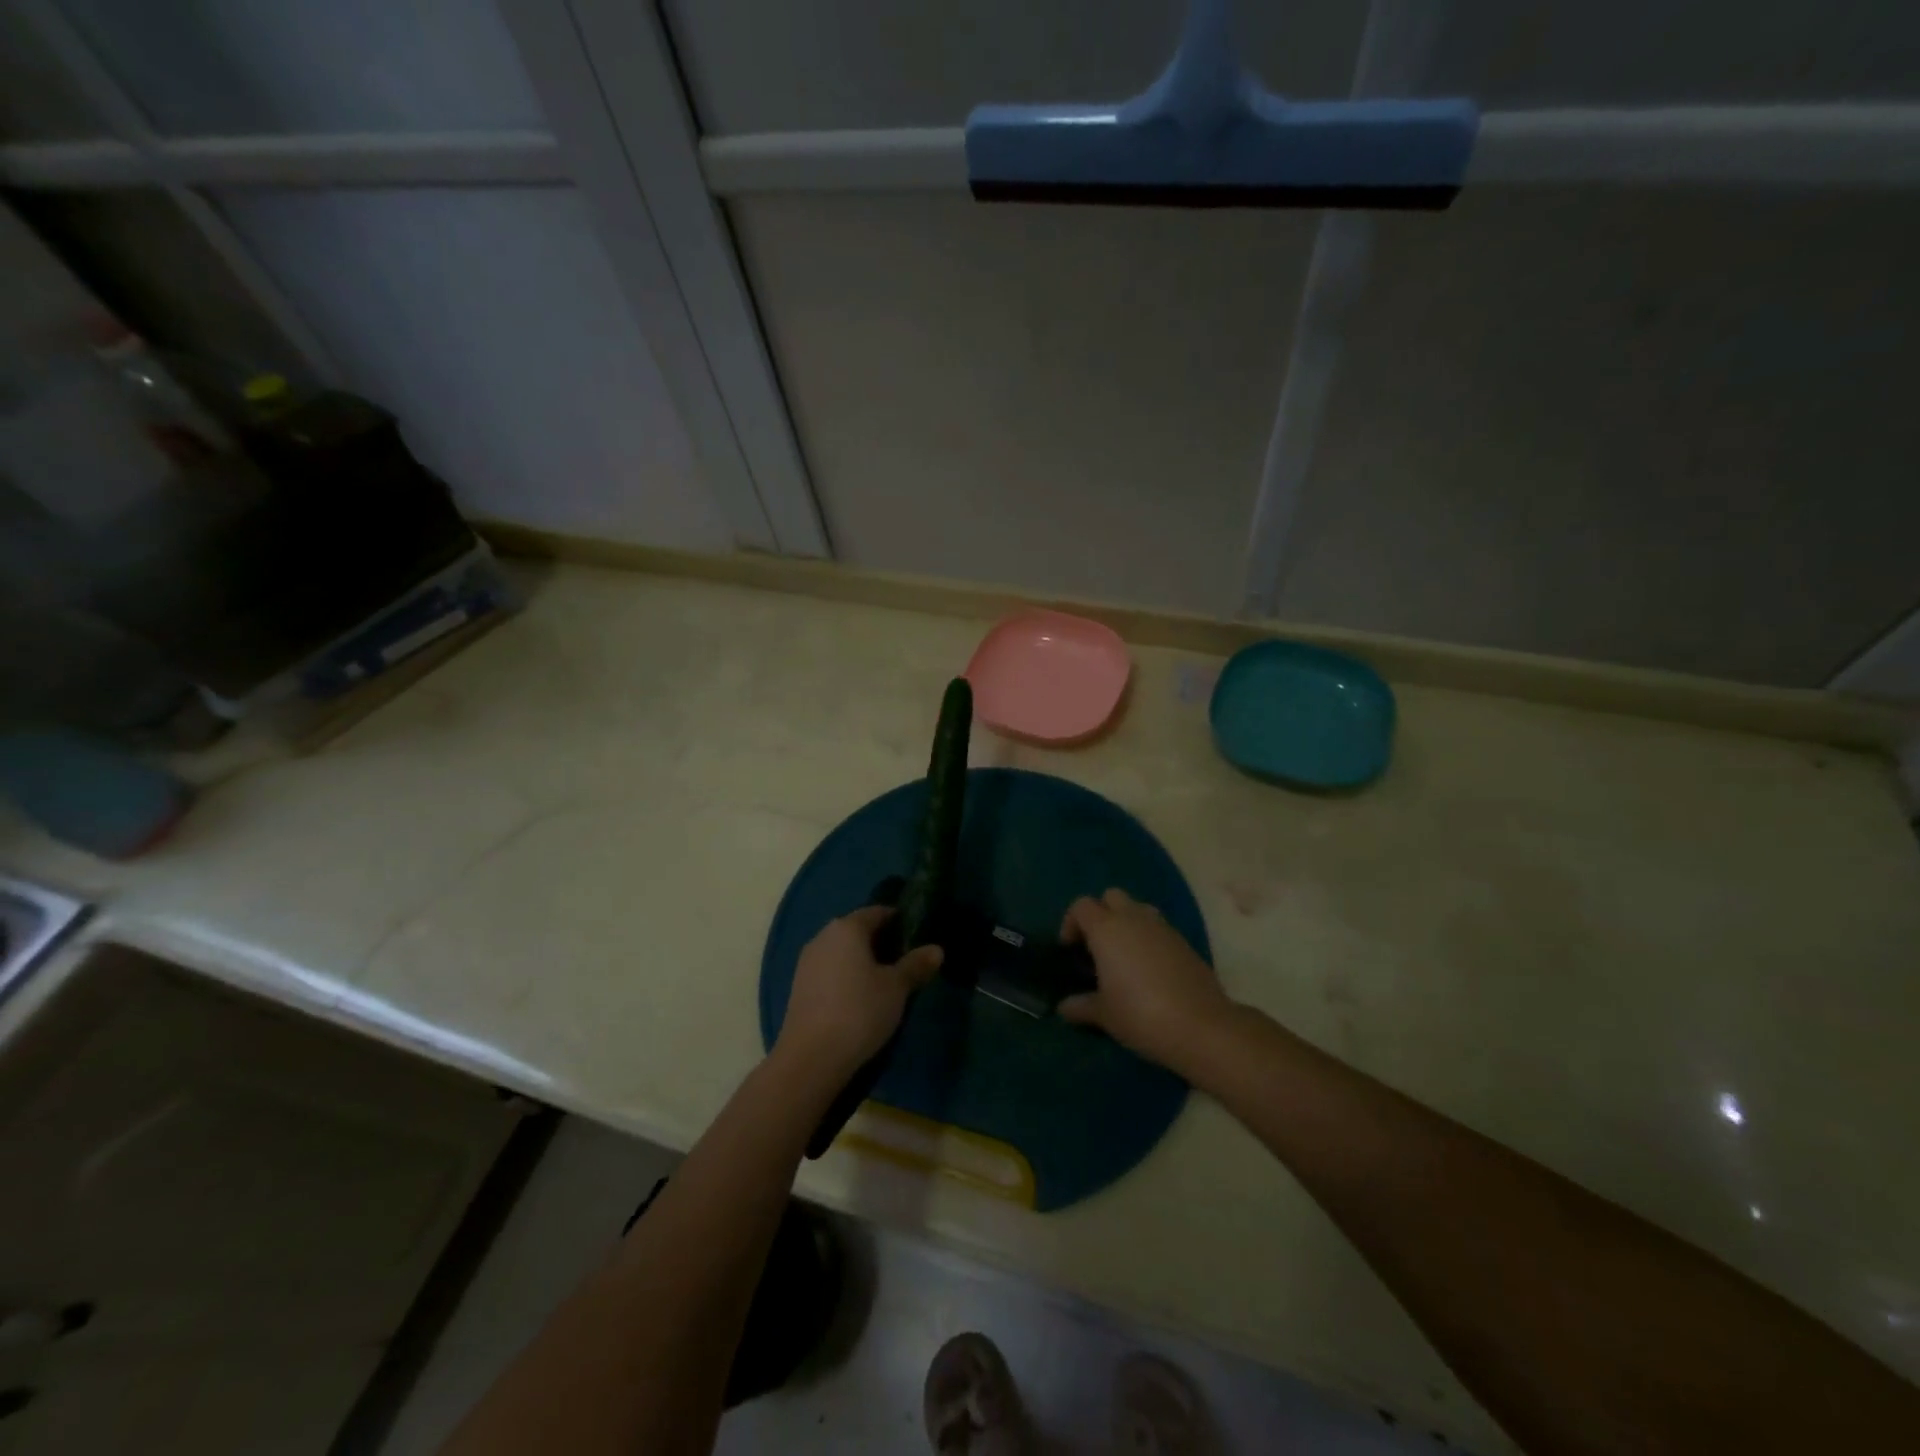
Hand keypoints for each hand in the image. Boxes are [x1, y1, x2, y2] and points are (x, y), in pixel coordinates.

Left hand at [775, 906, 943, 1085]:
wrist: (810, 1058)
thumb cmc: (859, 1012)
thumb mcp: (896, 988)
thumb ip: (916, 965)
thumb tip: (936, 949)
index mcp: (847, 928)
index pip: (878, 912)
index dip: (899, 921)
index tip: (917, 936)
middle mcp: (823, 937)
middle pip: (858, 930)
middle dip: (882, 942)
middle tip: (906, 961)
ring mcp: (807, 962)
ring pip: (842, 952)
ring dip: (863, 961)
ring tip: (886, 982)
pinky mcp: (799, 987)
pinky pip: (830, 971)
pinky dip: (847, 976)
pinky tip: (860, 998)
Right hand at [1058, 888, 1232, 1069]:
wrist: (1201, 1025)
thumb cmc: (1140, 1014)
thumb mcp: (1104, 1015)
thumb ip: (1081, 1006)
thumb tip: (1064, 1007)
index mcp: (1107, 928)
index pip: (1081, 906)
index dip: (1071, 923)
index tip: (1070, 950)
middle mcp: (1134, 918)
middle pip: (1111, 897)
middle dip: (1101, 914)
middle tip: (1096, 947)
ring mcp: (1163, 928)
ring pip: (1138, 909)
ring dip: (1126, 924)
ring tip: (1123, 958)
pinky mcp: (1184, 942)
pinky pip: (1158, 928)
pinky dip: (1148, 939)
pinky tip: (1149, 971)